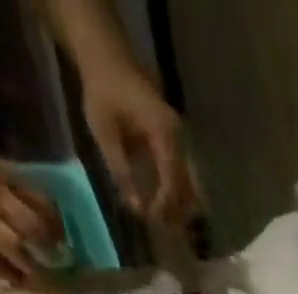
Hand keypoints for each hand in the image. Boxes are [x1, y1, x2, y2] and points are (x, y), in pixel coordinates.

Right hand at [0, 108, 60, 285]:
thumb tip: (21, 199)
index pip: (37, 197)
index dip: (54, 221)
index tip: (60, 233)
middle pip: (33, 227)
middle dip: (50, 247)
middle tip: (57, 259)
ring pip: (15, 247)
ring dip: (30, 265)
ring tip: (38, 274)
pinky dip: (0, 272)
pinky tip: (9, 279)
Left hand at [80, 62, 198, 223]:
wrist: (110, 62)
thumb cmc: (103, 93)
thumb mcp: (104, 131)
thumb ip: (120, 170)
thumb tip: (137, 208)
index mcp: (165, 135)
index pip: (173, 181)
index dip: (165, 205)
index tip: (150, 218)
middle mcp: (182, 143)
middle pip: (191, 189)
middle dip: (177, 212)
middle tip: (160, 227)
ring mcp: (185, 146)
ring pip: (194, 189)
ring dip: (182, 209)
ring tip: (164, 221)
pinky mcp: (182, 149)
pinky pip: (189, 181)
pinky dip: (181, 198)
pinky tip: (168, 208)